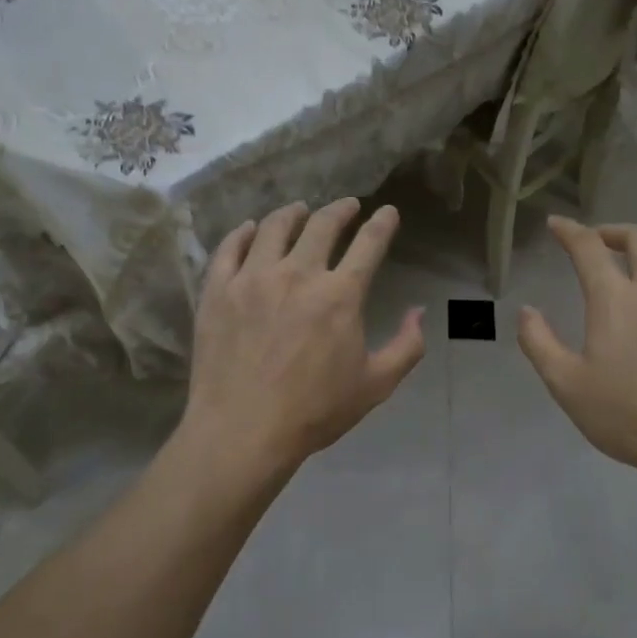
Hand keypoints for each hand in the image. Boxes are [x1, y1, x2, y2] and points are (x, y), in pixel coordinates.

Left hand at [183, 198, 425, 473]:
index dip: (382, 224)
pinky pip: (229, 248)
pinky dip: (242, 233)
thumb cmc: (314, 411)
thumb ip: (406, 346)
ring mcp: (252, 278)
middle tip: (347, 206)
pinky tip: (249, 229)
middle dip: (340, 210)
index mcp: (340, 295)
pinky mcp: (217, 291)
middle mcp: (298, 274)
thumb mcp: (376, 385)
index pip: (368, 244)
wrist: (243, 431)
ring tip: (298, 210)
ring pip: (273, 227)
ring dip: (292, 213)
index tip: (388, 212)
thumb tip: (418, 311)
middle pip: (322, 225)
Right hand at [517, 216, 636, 472]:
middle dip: (613, 231)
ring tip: (636, 265)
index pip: (589, 247)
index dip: (570, 231)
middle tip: (597, 243)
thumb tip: (527, 311)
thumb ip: (539, 342)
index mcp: (616, 299)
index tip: (556, 224)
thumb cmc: (626, 415)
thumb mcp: (566, 384)